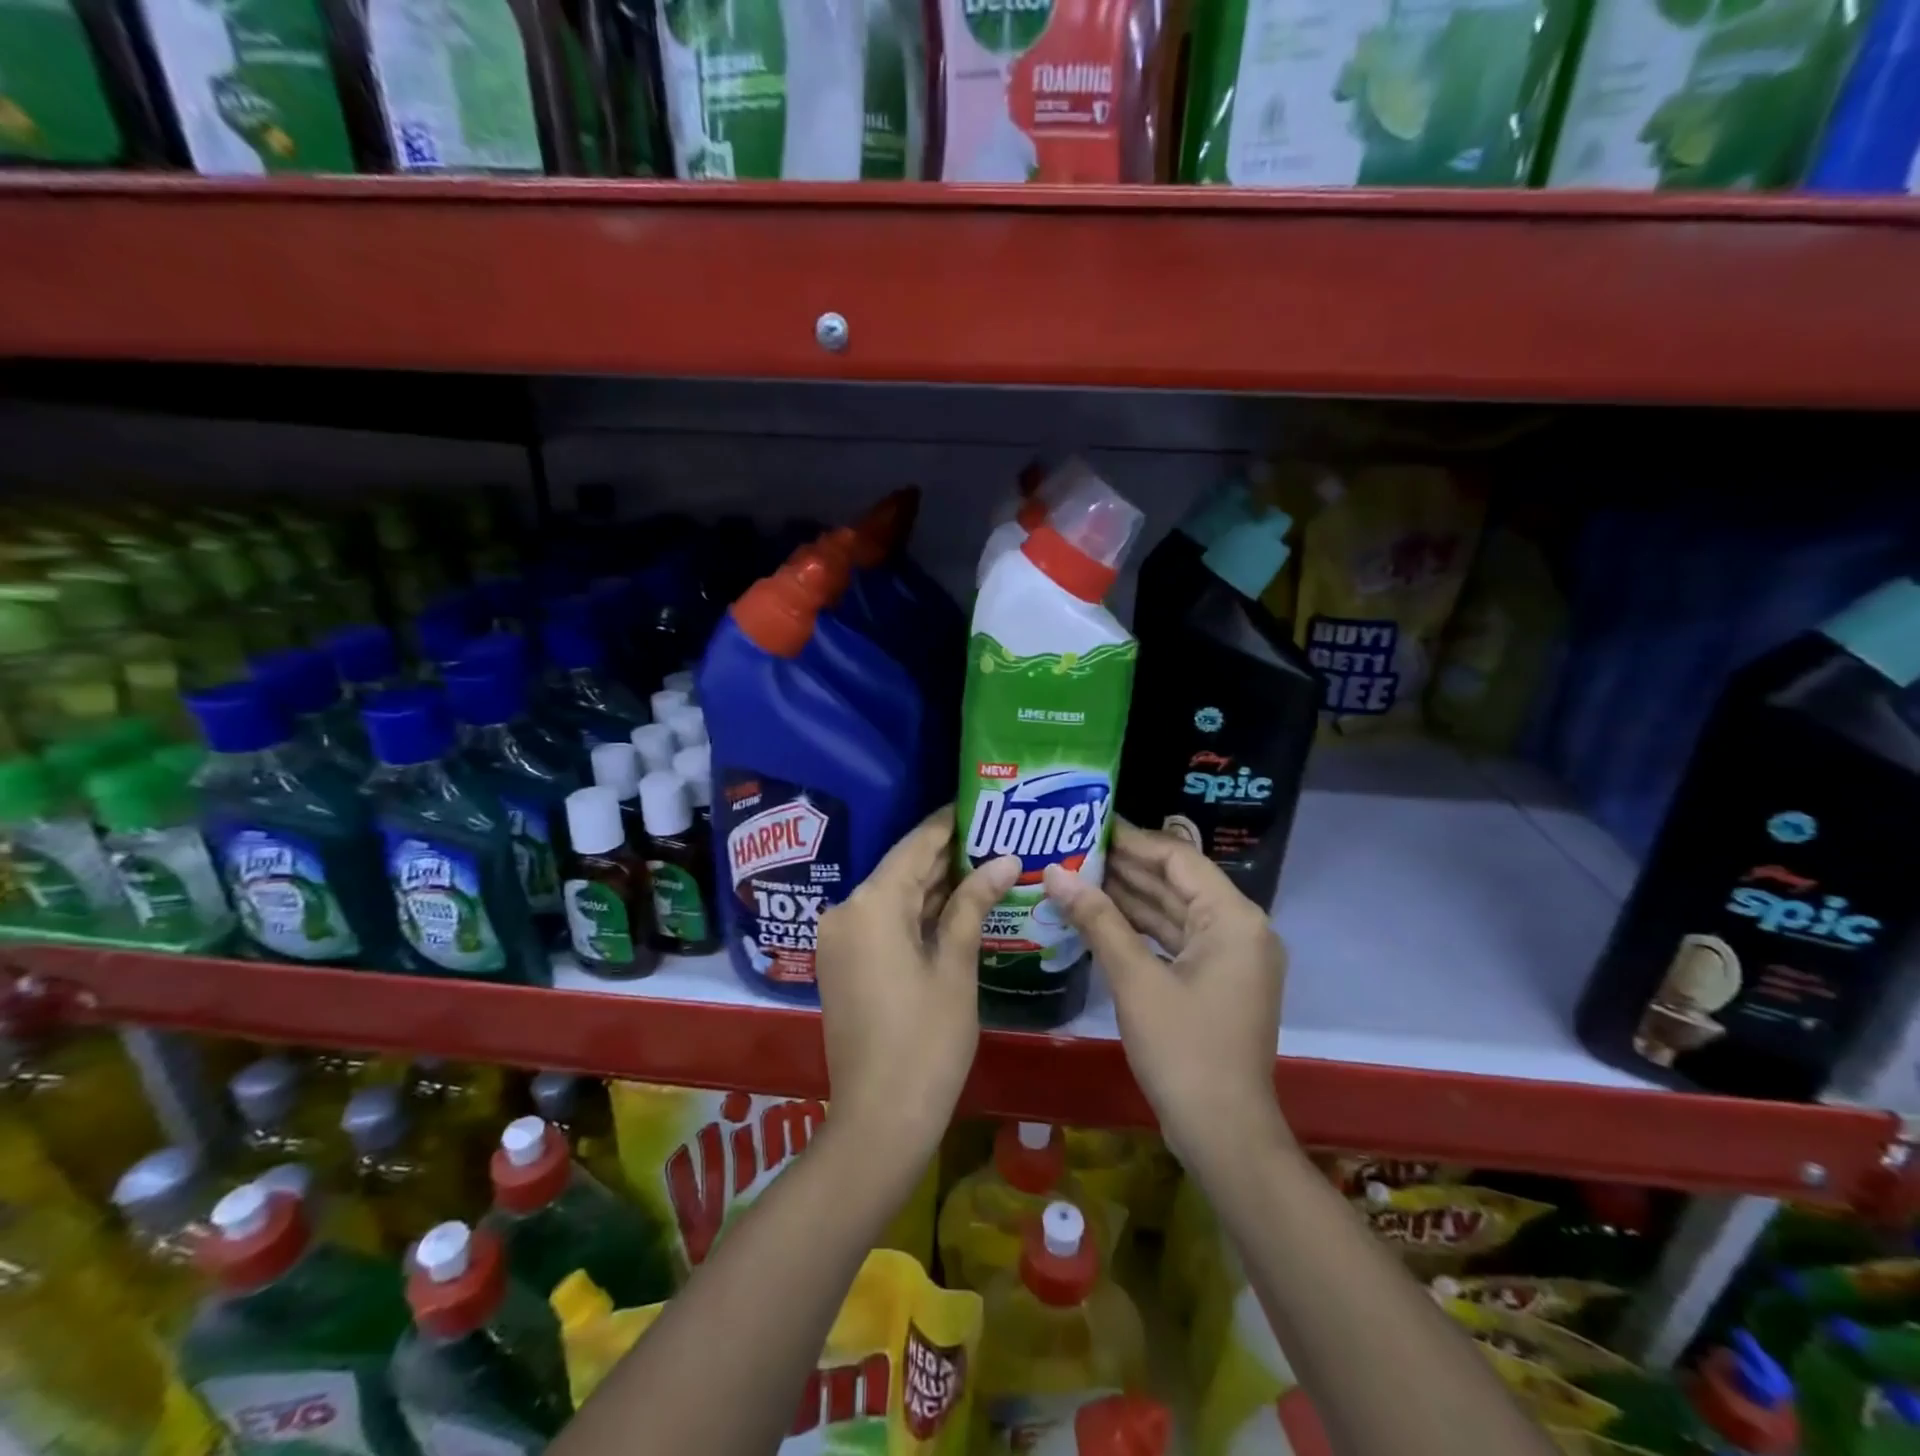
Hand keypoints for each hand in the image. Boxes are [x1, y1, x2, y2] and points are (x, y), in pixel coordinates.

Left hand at [814, 806, 1020, 1159]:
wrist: (879, 1119)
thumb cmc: (927, 1041)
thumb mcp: (956, 967)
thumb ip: (974, 904)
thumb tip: (1005, 860)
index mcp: (871, 905)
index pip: (915, 846)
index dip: (947, 824)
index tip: (979, 803)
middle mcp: (846, 911)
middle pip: (902, 869)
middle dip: (947, 855)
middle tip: (994, 834)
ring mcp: (840, 939)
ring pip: (894, 896)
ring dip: (935, 885)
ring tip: (985, 863)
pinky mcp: (844, 962)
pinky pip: (883, 922)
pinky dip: (917, 913)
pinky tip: (956, 905)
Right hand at [1043, 822, 1289, 1163]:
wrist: (1223, 1133)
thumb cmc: (1183, 1049)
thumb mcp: (1135, 979)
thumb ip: (1097, 919)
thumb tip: (1055, 874)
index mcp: (1233, 918)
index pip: (1179, 858)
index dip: (1133, 840)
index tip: (1089, 825)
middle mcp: (1240, 929)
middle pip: (1178, 883)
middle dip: (1126, 868)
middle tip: (1074, 849)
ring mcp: (1231, 958)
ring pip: (1175, 912)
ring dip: (1131, 897)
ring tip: (1078, 876)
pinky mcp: (1218, 981)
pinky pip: (1177, 940)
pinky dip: (1142, 929)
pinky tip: (1100, 918)